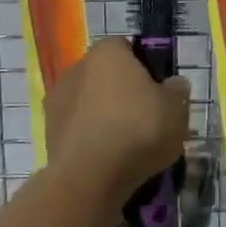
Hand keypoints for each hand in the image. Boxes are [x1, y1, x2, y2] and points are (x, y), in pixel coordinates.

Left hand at [44, 38, 190, 206]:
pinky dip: (90, 138)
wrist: (90, 177)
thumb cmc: (138, 130)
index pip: (127, 49)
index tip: (157, 93)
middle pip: (106, 75)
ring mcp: (57, 99)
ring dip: (103, 116)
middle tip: (145, 120)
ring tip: (126, 146)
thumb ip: (177, 91)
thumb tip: (173, 84)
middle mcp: (77, 67)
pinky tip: (107, 160)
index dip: (144, 68)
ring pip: (89, 103)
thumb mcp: (176, 109)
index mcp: (108, 52)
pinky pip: (78, 128)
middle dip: (122, 93)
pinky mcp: (48, 131)